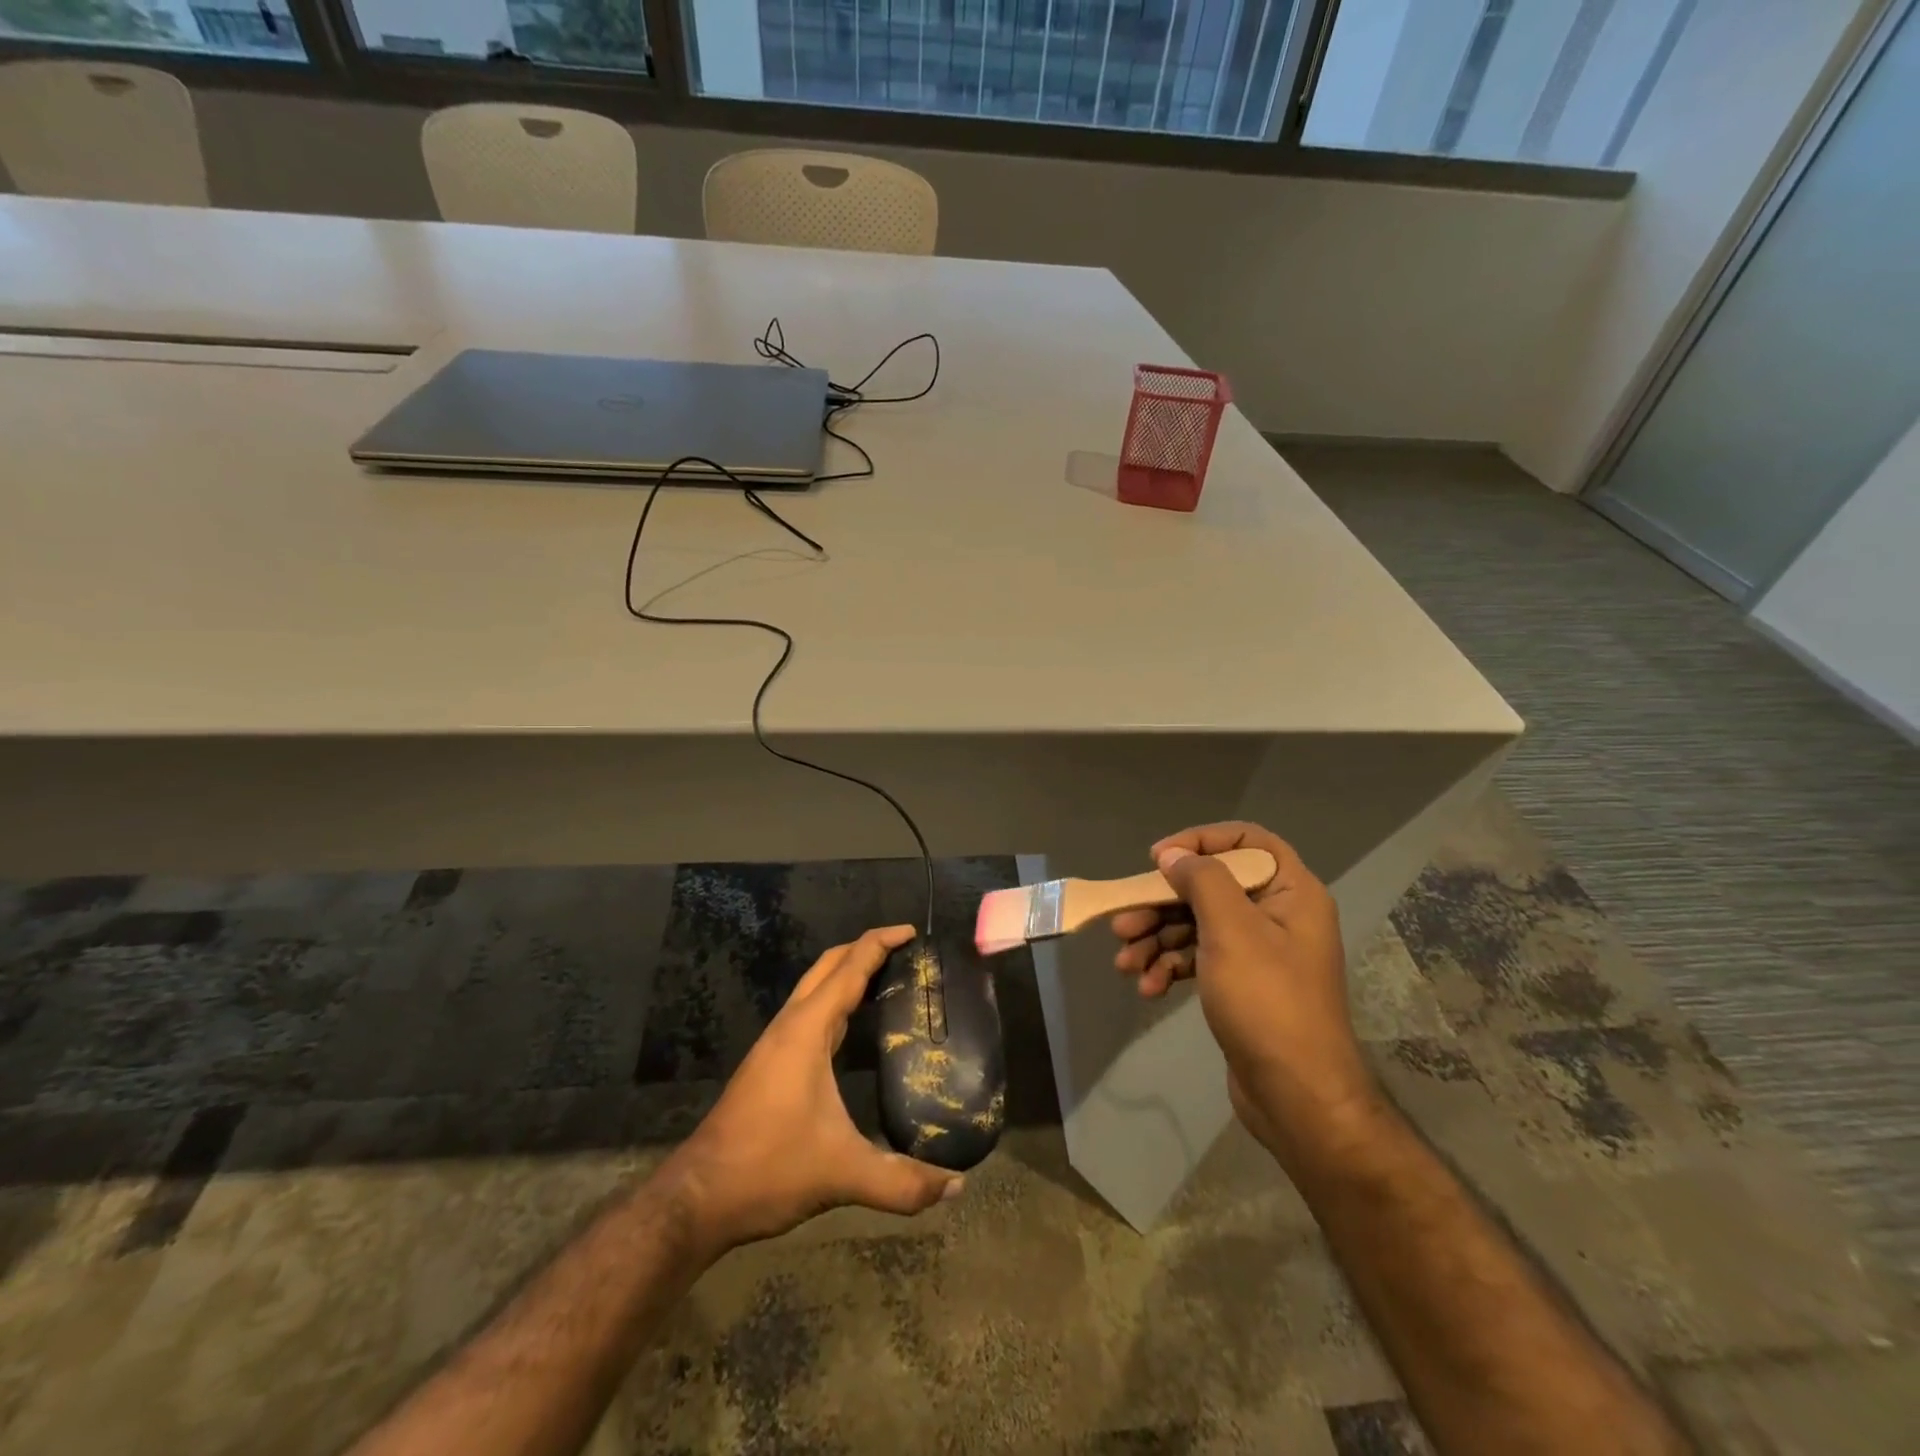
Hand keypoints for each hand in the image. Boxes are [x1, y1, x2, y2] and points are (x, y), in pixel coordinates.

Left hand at [661, 925, 962, 1256]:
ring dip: (847, 973)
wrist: (698, 1199)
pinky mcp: (769, 1063)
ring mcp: (775, 1044)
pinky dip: (834, 1000)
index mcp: (807, 1031)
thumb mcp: (842, 1174)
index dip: (880, 943)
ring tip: (887, 978)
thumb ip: (902, 1182)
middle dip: (864, 948)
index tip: (911, 931)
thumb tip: (958, 1185)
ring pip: (814, 988)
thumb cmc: (769, 1169)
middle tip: (906, 950)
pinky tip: (852, 1024)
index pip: (849, 968)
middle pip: (828, 966)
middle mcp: (790, 1026)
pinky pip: (808, 1012)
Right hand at [1111, 823, 1375, 1155]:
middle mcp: (1278, 916)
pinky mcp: (1242, 985)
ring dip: (1157, 941)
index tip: (1159, 859)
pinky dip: (1171, 968)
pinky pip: (1200, 959)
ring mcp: (1259, 953)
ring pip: (1198, 926)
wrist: (1297, 1097)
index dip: (1201, 841)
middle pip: (1211, 888)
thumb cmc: (1267, 1001)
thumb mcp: (1231, 930)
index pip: (1247, 841)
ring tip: (1125, 964)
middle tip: (1122, 924)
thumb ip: (1201, 880)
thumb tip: (1173, 854)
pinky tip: (1149, 988)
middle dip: (1162, 905)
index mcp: (1291, 892)